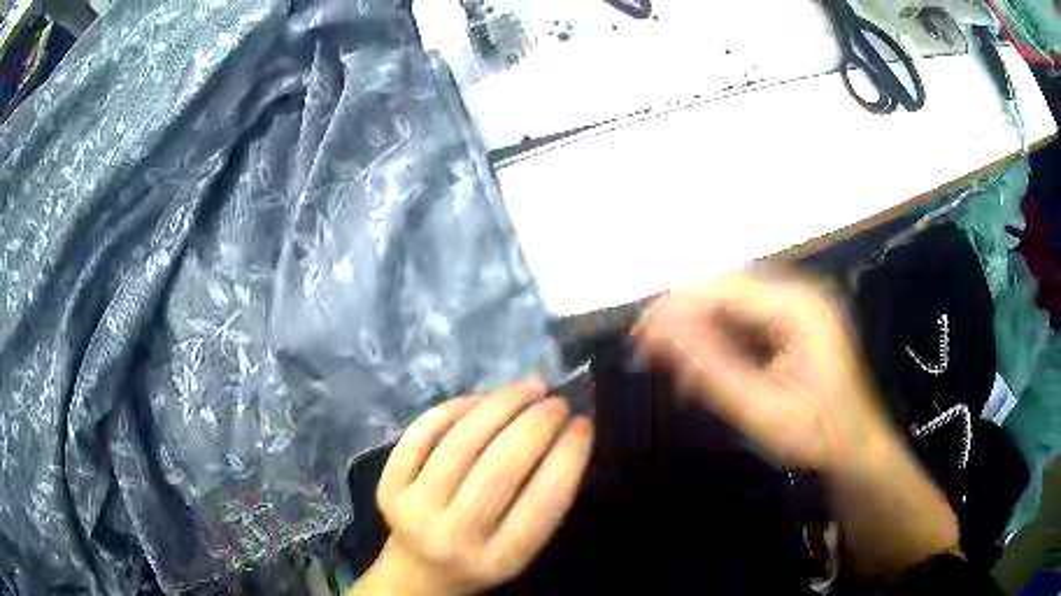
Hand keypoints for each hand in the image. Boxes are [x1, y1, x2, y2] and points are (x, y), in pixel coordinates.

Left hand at [353, 380, 593, 595]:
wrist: (419, 573)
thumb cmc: (483, 558)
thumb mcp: (521, 549)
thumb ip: (541, 502)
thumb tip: (564, 432)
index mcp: (500, 559)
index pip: (543, 501)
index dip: (568, 454)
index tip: (583, 423)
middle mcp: (454, 536)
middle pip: (499, 468)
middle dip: (536, 423)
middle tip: (557, 400)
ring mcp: (414, 508)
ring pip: (461, 444)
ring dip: (500, 405)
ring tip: (528, 386)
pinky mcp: (387, 487)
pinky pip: (421, 435)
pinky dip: (455, 409)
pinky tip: (482, 398)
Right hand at [635, 271, 960, 578]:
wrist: (855, 449)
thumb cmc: (817, 435)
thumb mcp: (762, 412)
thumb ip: (712, 371)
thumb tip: (661, 336)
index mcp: (799, 307)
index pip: (725, 290)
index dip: (677, 309)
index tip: (640, 338)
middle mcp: (799, 294)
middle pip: (726, 289)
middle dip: (684, 317)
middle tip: (649, 351)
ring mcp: (798, 306)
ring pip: (732, 303)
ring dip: (699, 331)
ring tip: (675, 367)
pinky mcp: (793, 323)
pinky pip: (745, 320)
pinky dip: (719, 341)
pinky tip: (705, 368)